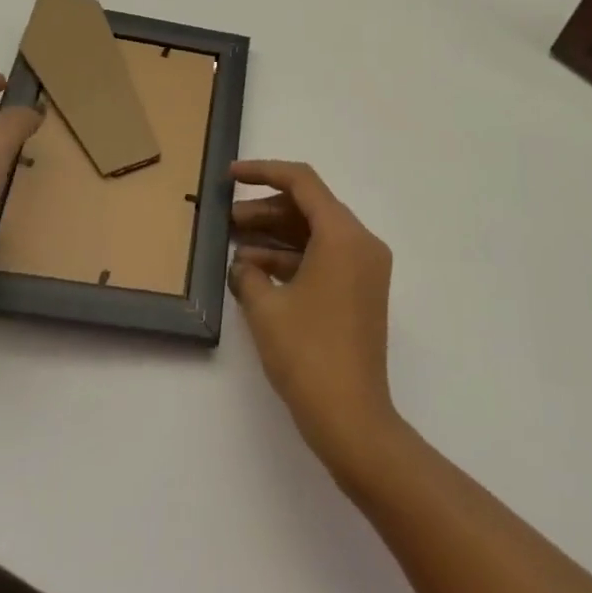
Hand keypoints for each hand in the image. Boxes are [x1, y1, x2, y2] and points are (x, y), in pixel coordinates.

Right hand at [229, 161, 399, 479]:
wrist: (353, 420)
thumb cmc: (309, 356)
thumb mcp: (266, 309)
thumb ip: (248, 274)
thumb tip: (242, 263)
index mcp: (343, 234)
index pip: (302, 182)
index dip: (264, 172)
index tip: (231, 176)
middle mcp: (361, 242)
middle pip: (309, 207)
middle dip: (265, 210)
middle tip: (226, 220)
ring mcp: (364, 268)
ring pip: (315, 234)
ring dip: (275, 236)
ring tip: (233, 245)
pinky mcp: (361, 291)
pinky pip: (324, 258)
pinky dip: (292, 260)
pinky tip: (254, 271)